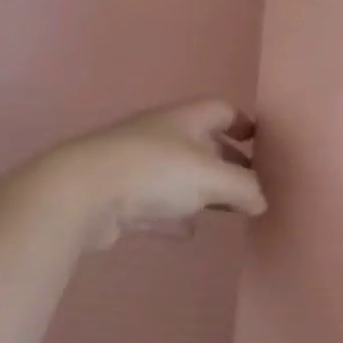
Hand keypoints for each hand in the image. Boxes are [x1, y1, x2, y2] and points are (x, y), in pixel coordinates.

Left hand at [31, 100, 266, 250]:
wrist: (80, 193)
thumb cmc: (154, 171)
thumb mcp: (211, 178)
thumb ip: (244, 188)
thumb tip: (262, 200)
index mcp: (186, 119)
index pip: (222, 110)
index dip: (245, 124)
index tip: (262, 146)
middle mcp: (162, 135)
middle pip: (203, 143)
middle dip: (228, 163)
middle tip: (250, 187)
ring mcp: (137, 164)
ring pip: (179, 174)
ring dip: (202, 191)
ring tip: (226, 210)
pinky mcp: (119, 195)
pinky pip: (156, 204)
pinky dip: (175, 216)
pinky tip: (188, 232)